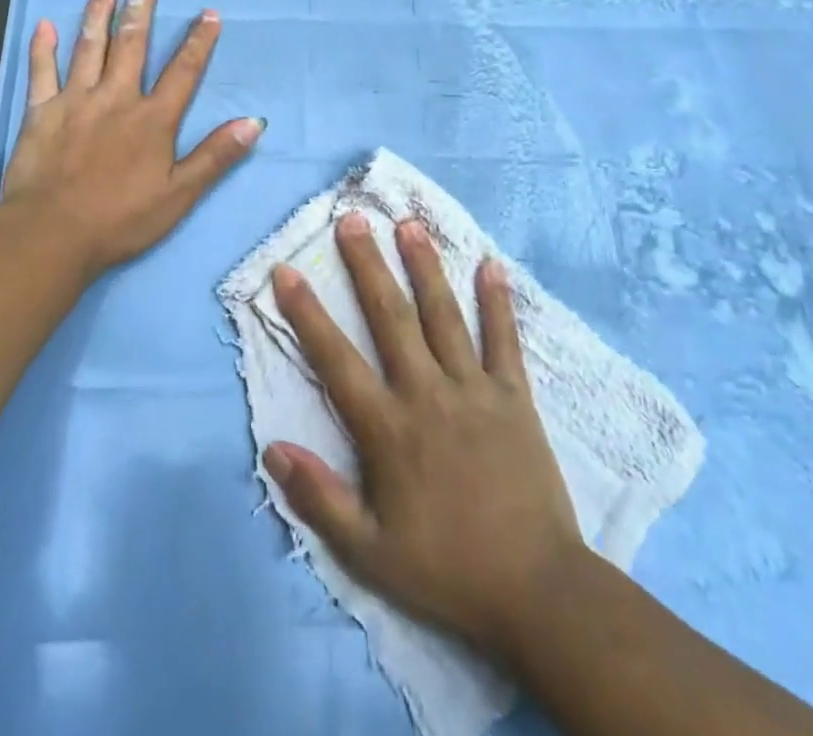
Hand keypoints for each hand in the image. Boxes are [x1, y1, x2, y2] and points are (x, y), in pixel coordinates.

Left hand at [0, 0, 263, 277]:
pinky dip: (42, 48)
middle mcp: (116, 98)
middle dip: (141, 12)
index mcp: (152, 119)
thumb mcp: (179, 195)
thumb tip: (255, 122)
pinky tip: (44, 24)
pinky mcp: (41, 112)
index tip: (209, 14)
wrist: (52, 234)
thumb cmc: (120, 220)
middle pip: (132, 47)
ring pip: (89, 49)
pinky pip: (41, 72)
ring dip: (98, 16)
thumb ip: (215, 156)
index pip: (183, 72)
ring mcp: (75, 101)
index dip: (198, 42)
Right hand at [264, 213, 589, 669]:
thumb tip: (273, 448)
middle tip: (352, 220)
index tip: (286, 271)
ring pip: (443, 315)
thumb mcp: (370, 553)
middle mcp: (427, 393)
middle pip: (390, 317)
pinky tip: (491, 264)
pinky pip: (504, 340)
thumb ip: (320, 498)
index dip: (307, 314)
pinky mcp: (515, 396)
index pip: (336, 359)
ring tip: (408, 224)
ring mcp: (474, 389)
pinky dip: (498, 302)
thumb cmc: (447, 569)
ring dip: (424, 266)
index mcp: (389, 428)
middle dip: (367, 265)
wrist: (538, 592)